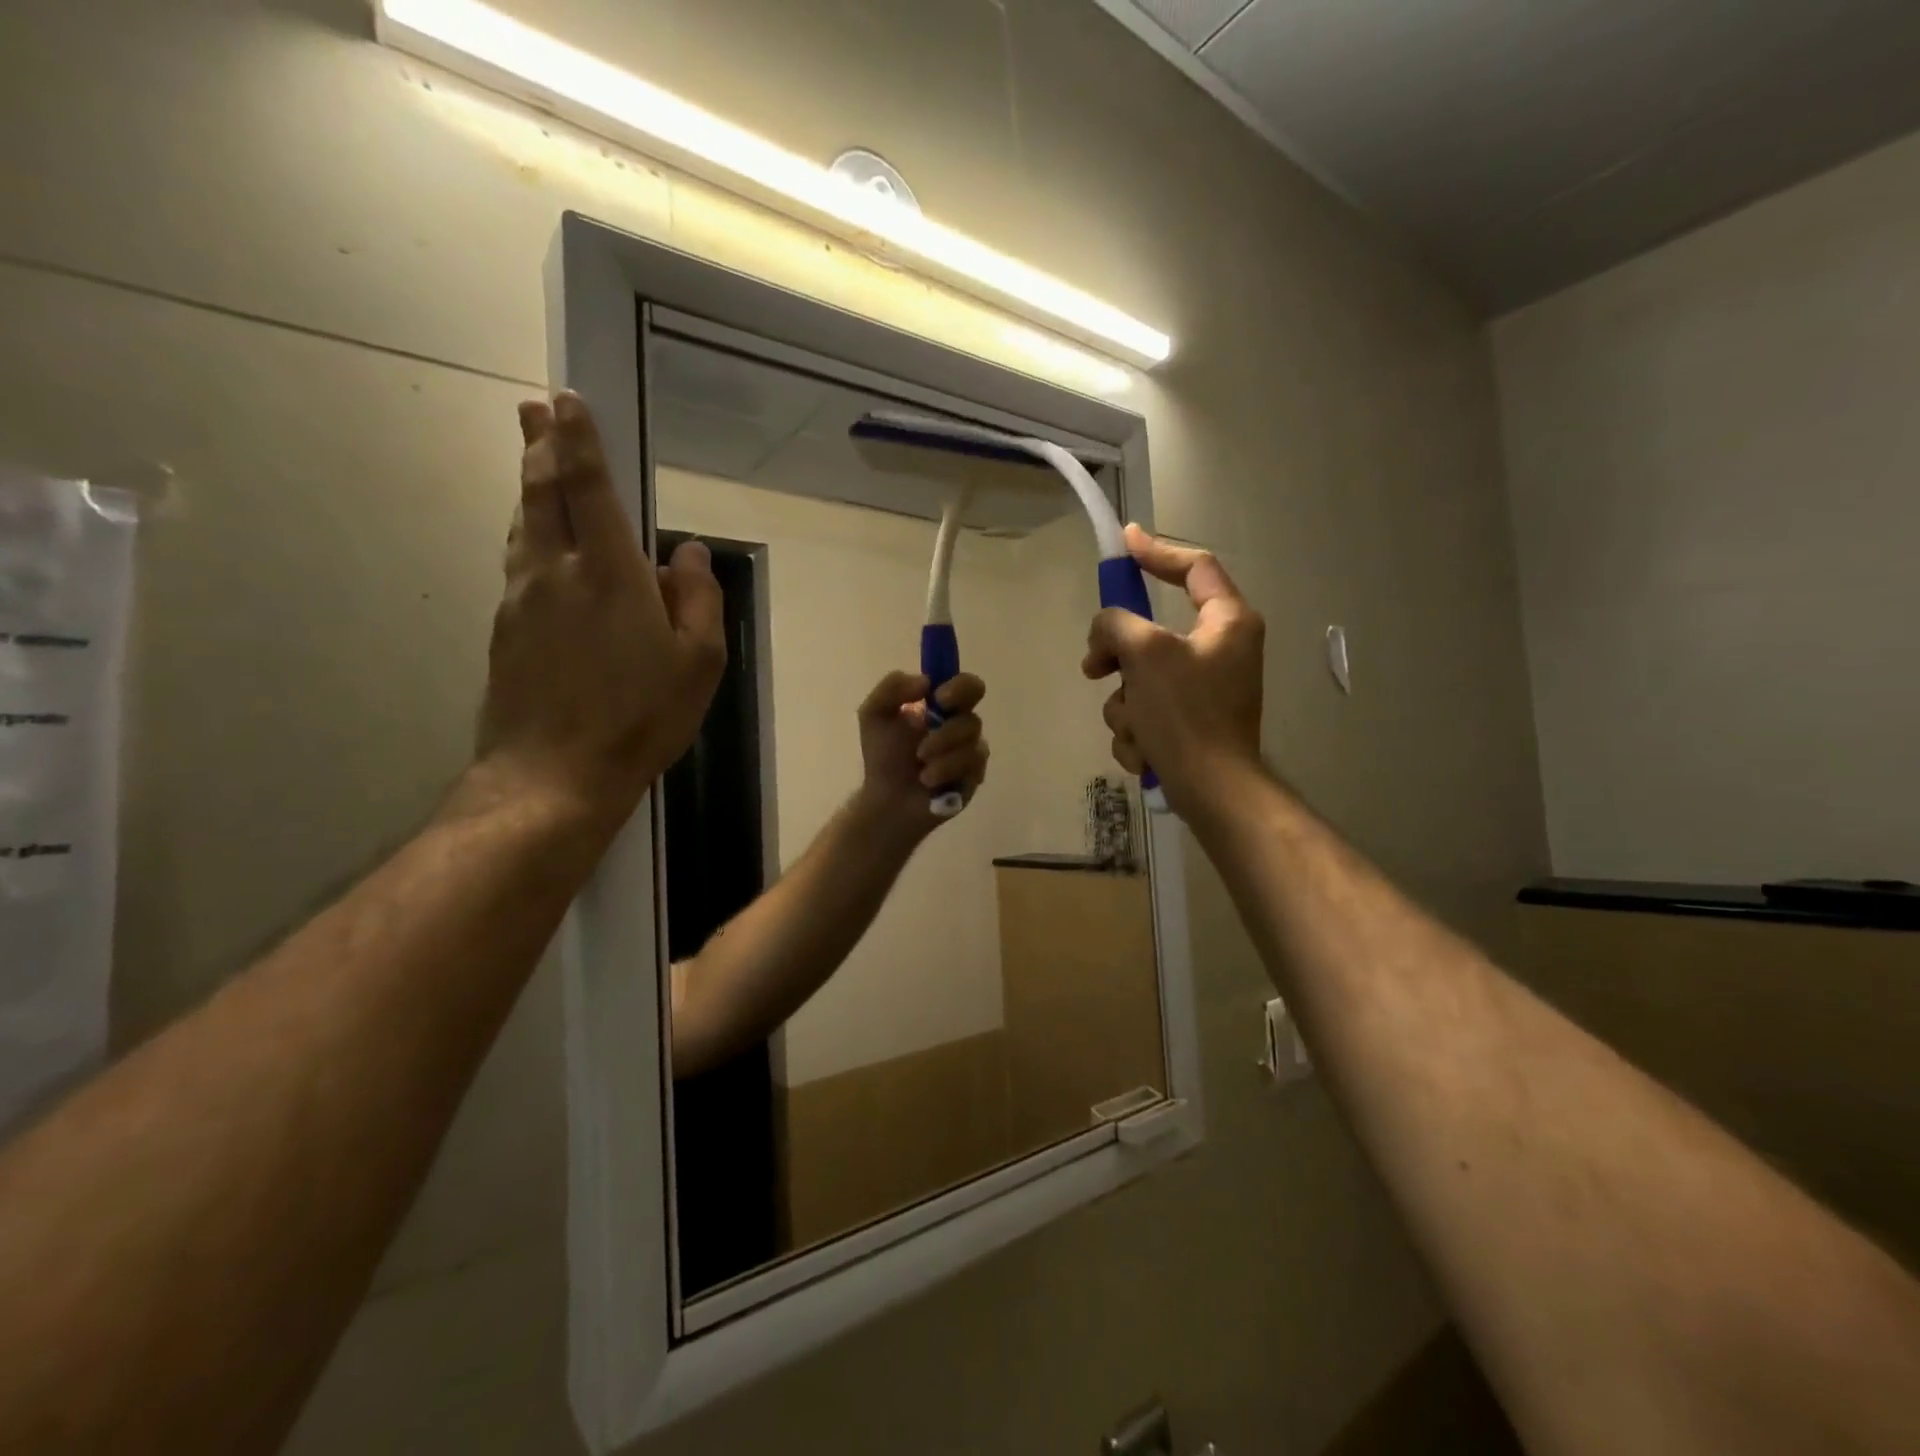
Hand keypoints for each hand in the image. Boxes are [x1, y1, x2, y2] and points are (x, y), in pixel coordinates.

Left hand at [471, 391, 725, 830]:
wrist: (554, 773)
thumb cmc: (641, 716)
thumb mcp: (699, 662)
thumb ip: (698, 599)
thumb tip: (689, 552)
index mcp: (610, 573)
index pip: (588, 486)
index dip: (578, 439)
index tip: (565, 399)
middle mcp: (556, 571)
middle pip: (541, 492)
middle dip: (540, 445)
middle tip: (533, 407)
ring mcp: (522, 599)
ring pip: (522, 525)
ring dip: (529, 486)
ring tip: (533, 461)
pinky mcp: (506, 629)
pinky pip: (519, 563)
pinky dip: (528, 534)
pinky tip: (537, 541)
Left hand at [852, 670, 989, 835]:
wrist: (886, 799)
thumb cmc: (883, 756)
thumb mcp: (874, 714)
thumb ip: (892, 687)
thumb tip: (925, 681)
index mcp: (942, 707)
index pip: (968, 686)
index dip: (961, 688)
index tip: (939, 697)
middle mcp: (960, 726)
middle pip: (974, 717)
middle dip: (949, 730)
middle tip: (926, 741)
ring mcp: (970, 752)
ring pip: (971, 743)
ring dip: (940, 752)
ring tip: (920, 765)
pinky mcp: (974, 776)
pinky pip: (971, 766)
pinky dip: (945, 771)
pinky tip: (927, 781)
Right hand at [1082, 524, 1263, 816]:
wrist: (1211, 791)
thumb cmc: (1186, 714)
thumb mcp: (1145, 655)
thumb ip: (1117, 625)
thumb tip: (1106, 632)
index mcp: (1226, 621)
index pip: (1195, 567)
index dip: (1156, 551)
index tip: (1125, 542)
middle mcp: (1220, 649)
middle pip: (1150, 632)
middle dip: (1118, 658)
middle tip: (1094, 669)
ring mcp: (1204, 688)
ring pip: (1139, 678)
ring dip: (1126, 706)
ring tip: (1137, 729)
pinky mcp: (1189, 722)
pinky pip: (1146, 710)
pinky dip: (1138, 730)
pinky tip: (1145, 751)